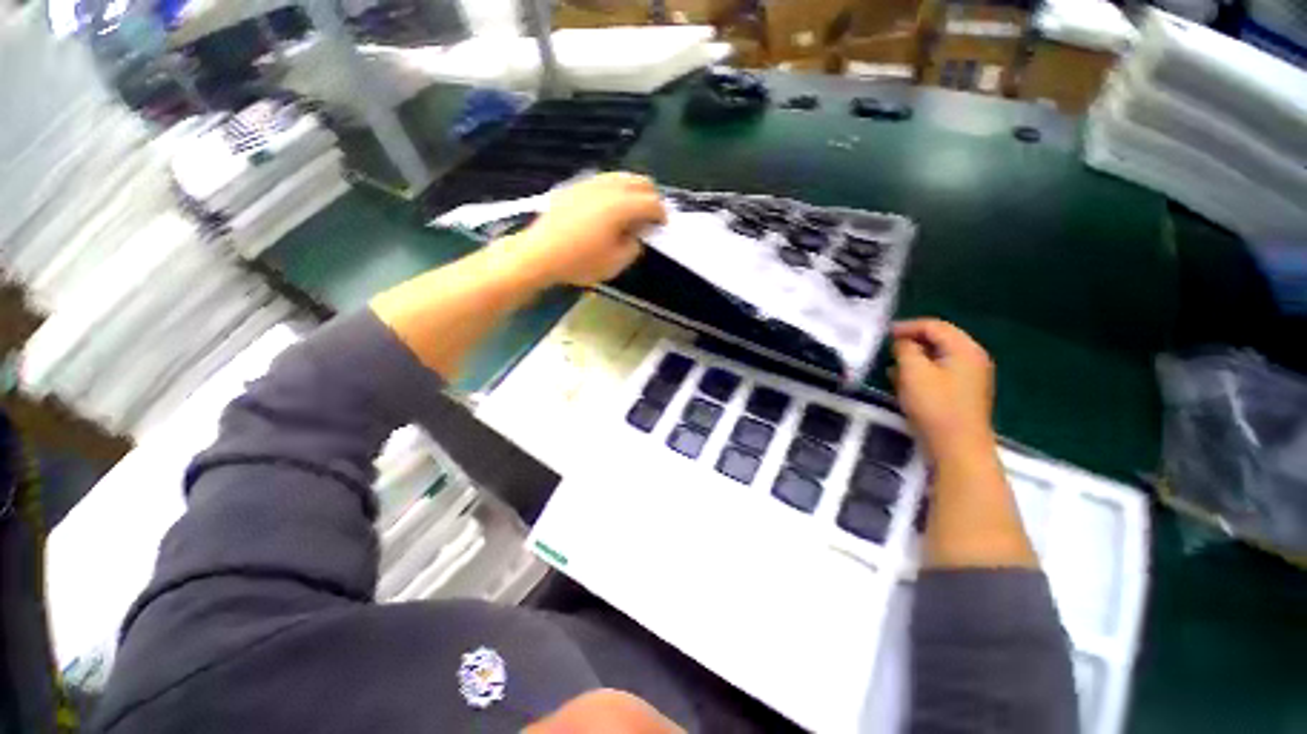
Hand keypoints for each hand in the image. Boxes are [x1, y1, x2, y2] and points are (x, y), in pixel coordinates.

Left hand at [500, 172, 665, 287]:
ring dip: (633, 190)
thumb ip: (634, 246)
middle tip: (651, 216)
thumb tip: (637, 234)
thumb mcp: (615, 263)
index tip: (662, 226)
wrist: (540, 254)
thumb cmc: (580, 262)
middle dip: (651, 196)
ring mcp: (589, 183)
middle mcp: (608, 187)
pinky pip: (603, 180)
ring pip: (621, 176)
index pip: (652, 202)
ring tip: (632, 210)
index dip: (662, 214)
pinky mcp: (575, 186)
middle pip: (640, 180)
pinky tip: (609, 206)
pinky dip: (614, 189)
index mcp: (621, 206)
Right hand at [891, 319, 996, 458]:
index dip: (908, 326)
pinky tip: (903, 381)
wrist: (957, 447)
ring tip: (891, 364)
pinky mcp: (962, 393)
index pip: (934, 326)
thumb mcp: (913, 372)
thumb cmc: (935, 405)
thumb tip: (903, 342)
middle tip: (887, 348)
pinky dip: (921, 372)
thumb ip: (906, 349)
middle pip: (939, 340)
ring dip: (914, 358)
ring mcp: (970, 377)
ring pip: (937, 357)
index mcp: (965, 349)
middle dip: (911, 341)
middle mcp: (972, 359)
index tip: (884, 334)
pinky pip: (939, 373)